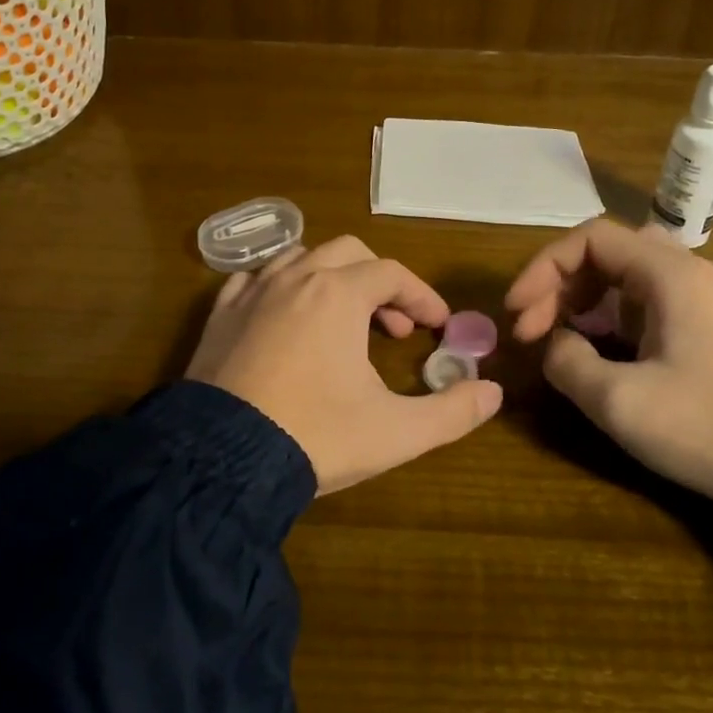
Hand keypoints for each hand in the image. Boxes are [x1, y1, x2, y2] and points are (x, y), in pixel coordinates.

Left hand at [187, 235, 503, 493]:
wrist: (222, 459)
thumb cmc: (316, 436)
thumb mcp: (396, 431)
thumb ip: (452, 411)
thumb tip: (493, 392)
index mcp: (338, 294)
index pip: (392, 274)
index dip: (421, 296)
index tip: (438, 326)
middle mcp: (295, 278)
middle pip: (348, 253)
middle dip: (378, 281)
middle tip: (393, 326)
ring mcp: (252, 293)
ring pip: (299, 258)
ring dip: (330, 278)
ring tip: (342, 318)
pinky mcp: (219, 315)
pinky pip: (253, 279)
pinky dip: (279, 286)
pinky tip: (283, 316)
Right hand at [504, 219, 712, 512]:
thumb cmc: (707, 429)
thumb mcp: (617, 400)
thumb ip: (566, 361)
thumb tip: (555, 345)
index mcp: (672, 274)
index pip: (590, 239)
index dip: (542, 269)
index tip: (516, 313)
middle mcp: (692, 274)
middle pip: (608, 253)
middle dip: (560, 286)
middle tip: (532, 331)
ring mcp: (708, 301)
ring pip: (628, 279)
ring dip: (583, 303)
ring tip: (559, 344)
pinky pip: (649, 304)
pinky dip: (612, 320)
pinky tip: (601, 358)